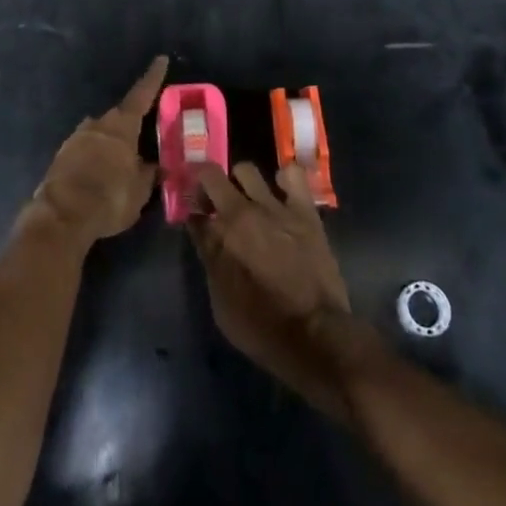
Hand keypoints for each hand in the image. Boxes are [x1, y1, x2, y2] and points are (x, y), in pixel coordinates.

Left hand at [27, 56, 166, 242]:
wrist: (62, 216)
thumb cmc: (109, 198)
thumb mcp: (140, 190)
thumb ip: (149, 173)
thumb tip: (157, 166)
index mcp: (121, 127)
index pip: (141, 95)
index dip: (153, 78)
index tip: (160, 59)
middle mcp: (97, 125)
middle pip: (118, 116)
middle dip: (130, 123)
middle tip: (141, 134)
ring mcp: (76, 138)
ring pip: (99, 132)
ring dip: (110, 141)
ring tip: (120, 160)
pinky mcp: (61, 156)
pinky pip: (84, 149)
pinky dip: (94, 156)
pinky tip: (99, 173)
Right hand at [189, 162, 362, 419]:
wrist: (315, 335)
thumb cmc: (262, 329)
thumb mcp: (221, 305)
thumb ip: (210, 261)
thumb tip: (204, 235)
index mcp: (218, 237)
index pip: (192, 211)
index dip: (190, 211)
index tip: (193, 216)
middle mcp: (241, 213)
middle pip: (211, 177)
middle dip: (205, 185)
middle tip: (211, 201)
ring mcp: (275, 207)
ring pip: (246, 170)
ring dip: (239, 181)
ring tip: (246, 198)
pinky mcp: (304, 210)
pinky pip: (292, 174)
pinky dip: (283, 178)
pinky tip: (282, 192)